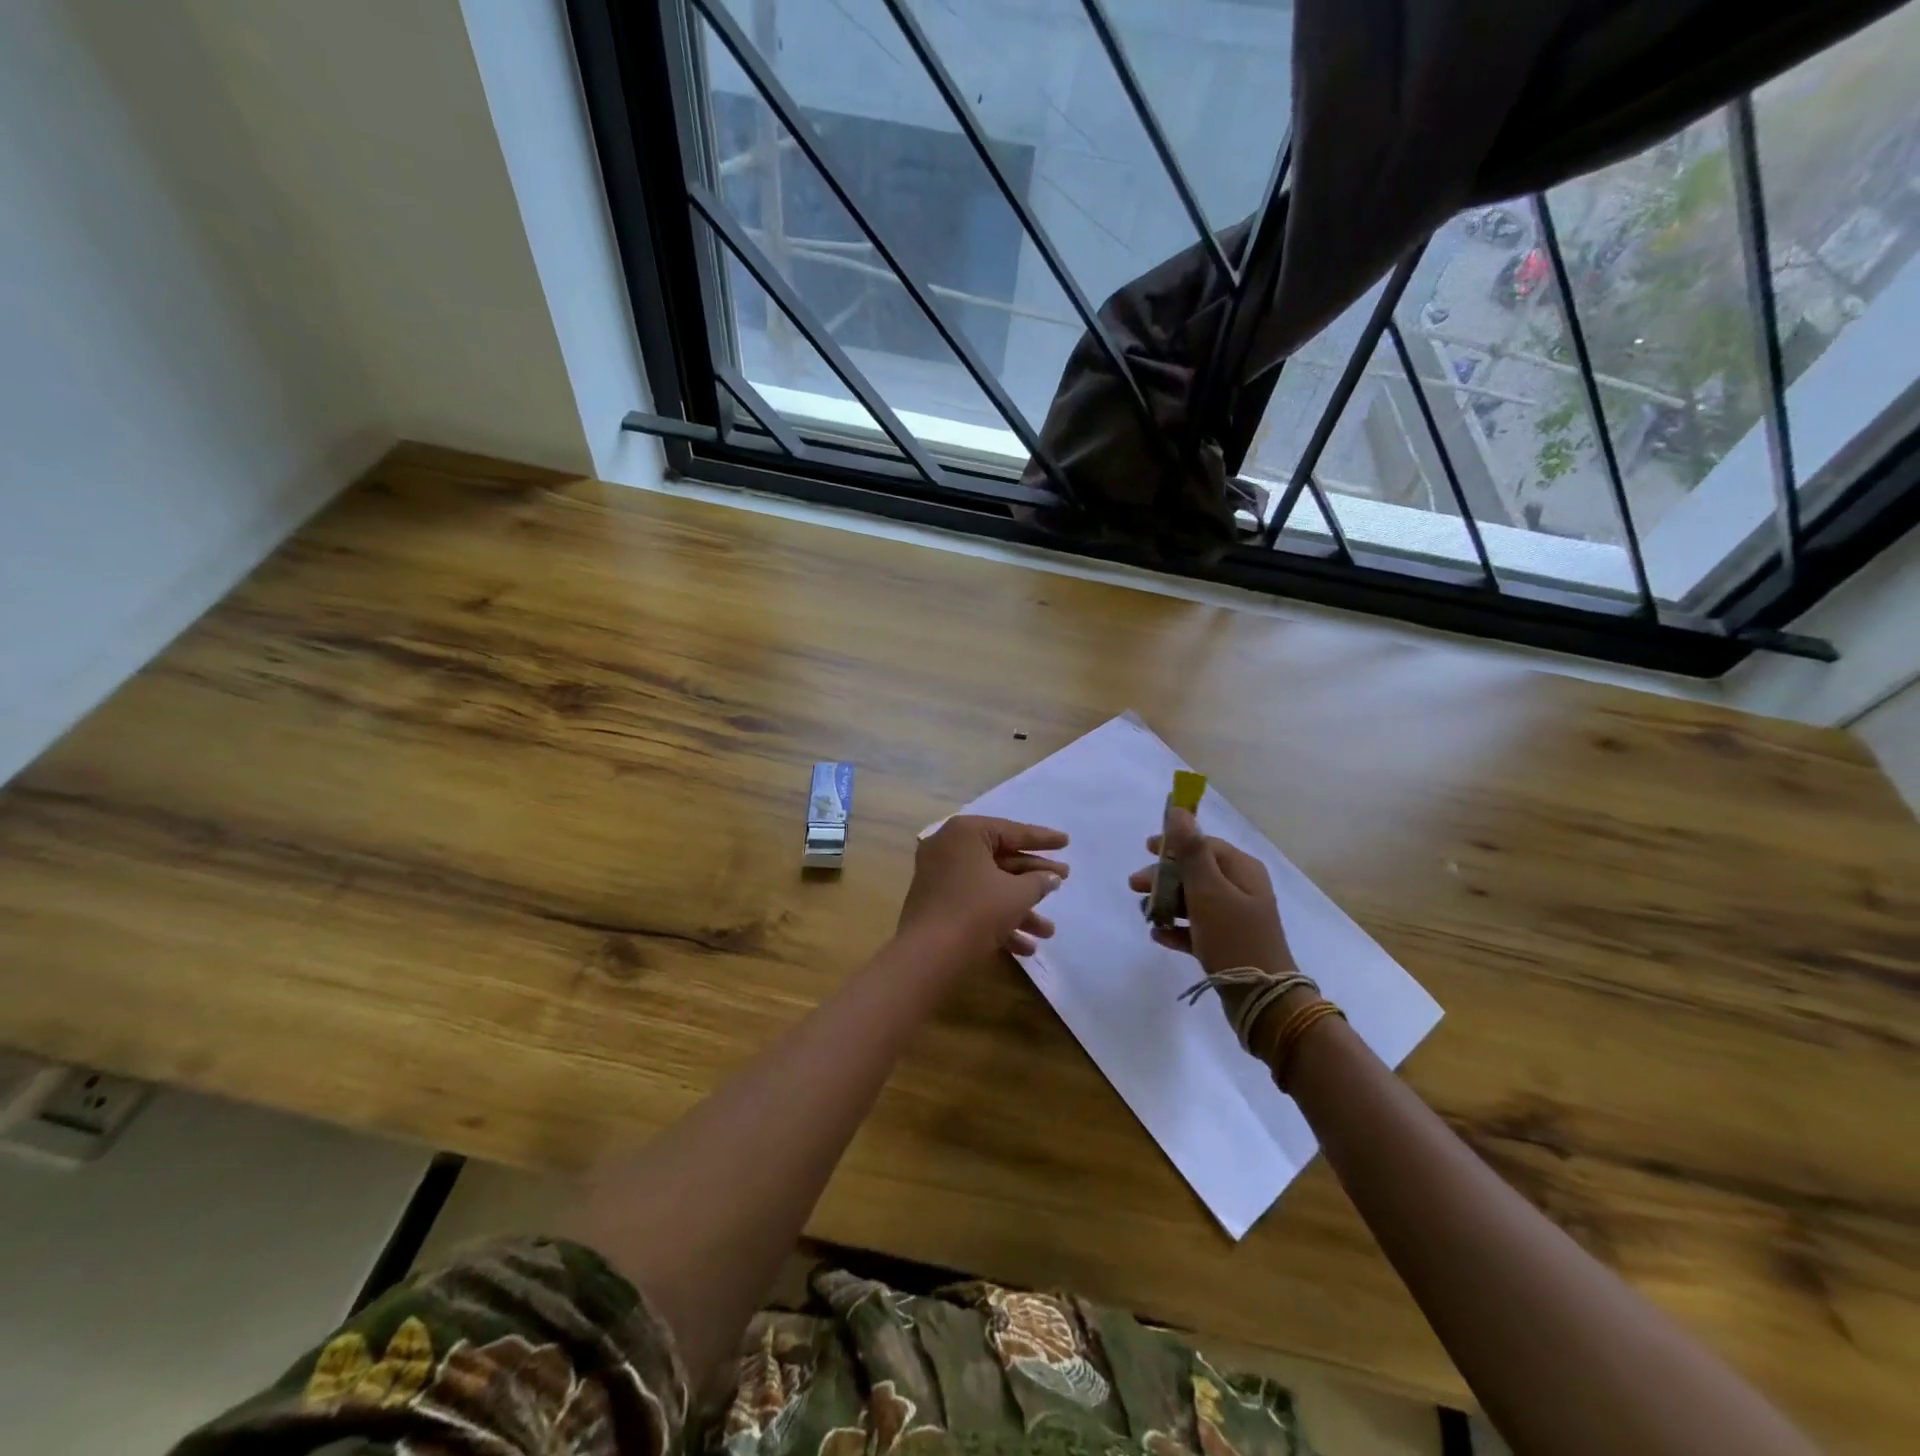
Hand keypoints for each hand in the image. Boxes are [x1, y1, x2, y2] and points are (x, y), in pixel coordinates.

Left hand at [898, 816, 1067, 957]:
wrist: (928, 956)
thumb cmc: (977, 911)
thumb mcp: (1016, 895)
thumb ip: (1038, 882)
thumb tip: (1052, 877)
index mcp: (966, 833)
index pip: (1012, 831)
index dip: (1042, 839)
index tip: (1066, 842)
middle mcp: (949, 848)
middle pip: (1001, 859)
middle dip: (1034, 878)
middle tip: (1064, 880)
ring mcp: (940, 877)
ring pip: (990, 886)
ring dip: (1020, 908)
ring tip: (1049, 932)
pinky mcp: (937, 904)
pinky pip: (975, 903)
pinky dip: (999, 920)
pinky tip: (1026, 948)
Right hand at [1128, 807, 1294, 978]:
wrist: (1262, 1000)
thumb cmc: (1233, 937)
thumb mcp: (1208, 890)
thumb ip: (1191, 850)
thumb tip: (1179, 810)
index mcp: (1242, 870)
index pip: (1204, 844)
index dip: (1175, 844)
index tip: (1145, 849)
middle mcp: (1241, 889)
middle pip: (1195, 872)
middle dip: (1164, 877)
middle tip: (1134, 887)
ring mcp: (1235, 918)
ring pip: (1193, 901)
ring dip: (1166, 903)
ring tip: (1144, 915)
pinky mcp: (1227, 944)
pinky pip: (1196, 929)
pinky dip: (1177, 929)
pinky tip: (1158, 936)